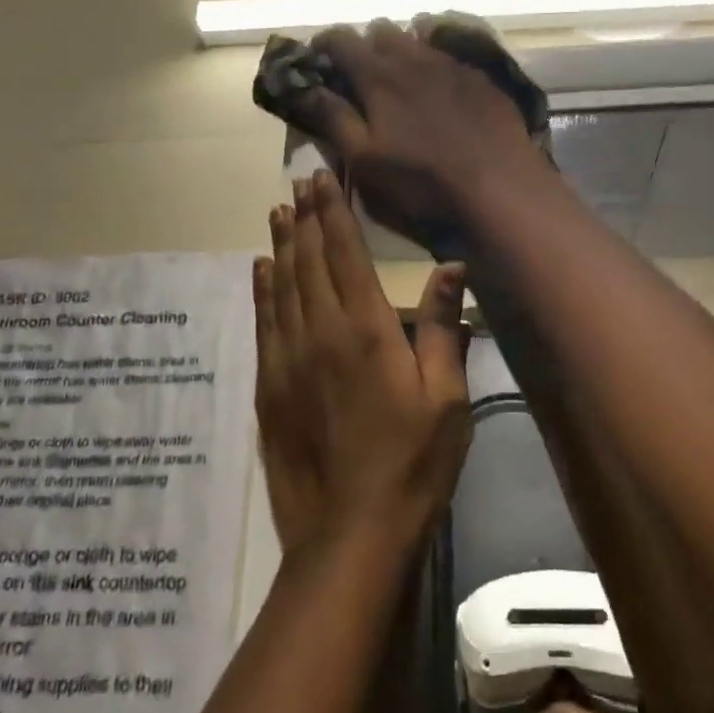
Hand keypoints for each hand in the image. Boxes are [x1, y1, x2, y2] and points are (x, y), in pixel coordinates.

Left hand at [253, 168, 471, 552]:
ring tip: (278, 213)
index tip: (323, 180)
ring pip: (281, 287)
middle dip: (305, 219)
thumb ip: (444, 328)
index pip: (345, 255)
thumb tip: (451, 266)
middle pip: (308, 262)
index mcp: (367, 331)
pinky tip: (262, 271)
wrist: (350, 531)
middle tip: (299, 185)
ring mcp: (287, 360)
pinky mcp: (268, 387)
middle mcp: (320, 333)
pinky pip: (263, 323)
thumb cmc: (413, 463)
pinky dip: (262, 291)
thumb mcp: (447, 398)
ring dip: (281, 246)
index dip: (333, 213)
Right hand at [285, 20, 547, 253]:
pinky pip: (451, 53)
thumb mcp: (365, 160)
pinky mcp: (482, 78)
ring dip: (401, 49)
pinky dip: (435, 60)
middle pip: (380, 31)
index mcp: (378, 76)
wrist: (501, 188)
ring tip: (400, 79)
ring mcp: (453, 64)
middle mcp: (414, 58)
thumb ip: (333, 119)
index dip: (323, 46)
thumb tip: (304, 88)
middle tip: (360, 77)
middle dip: (364, 46)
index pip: (340, 40)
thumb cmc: (423, 183)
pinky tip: (440, 88)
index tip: (317, 61)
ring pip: (418, 37)